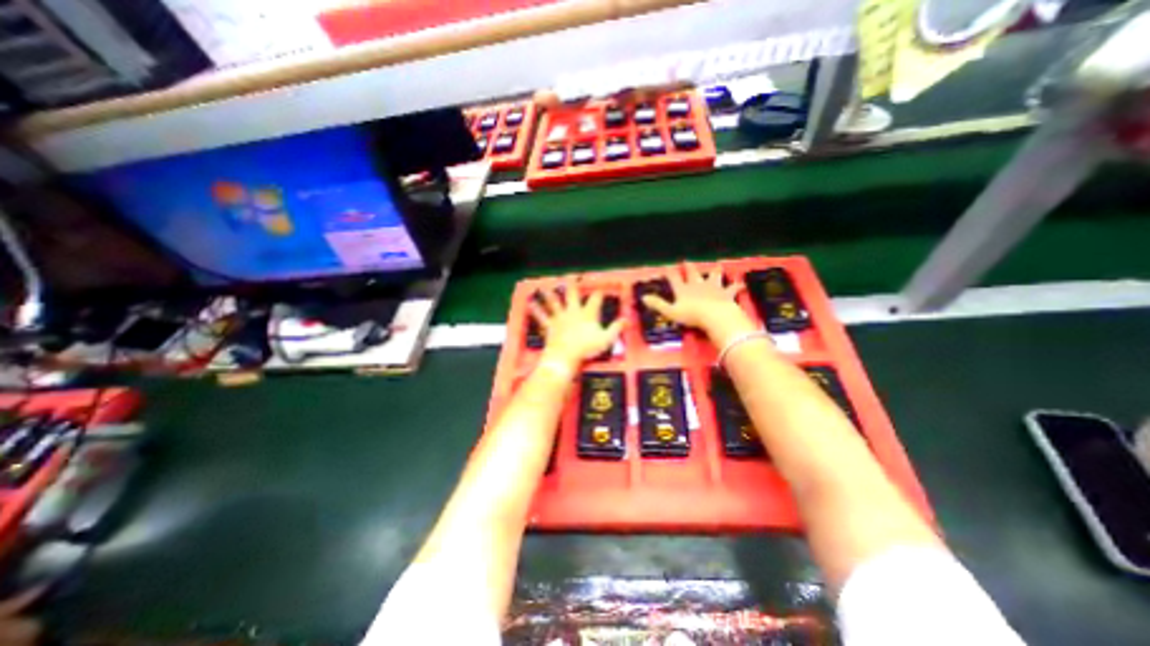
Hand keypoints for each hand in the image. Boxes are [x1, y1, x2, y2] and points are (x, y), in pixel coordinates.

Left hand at [527, 280, 619, 364]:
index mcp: (588, 313)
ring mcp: (560, 317)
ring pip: (554, 302)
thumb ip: (616, 328)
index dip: (599, 292)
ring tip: (544, 287)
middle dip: (573, 285)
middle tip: (571, 277)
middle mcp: (573, 311)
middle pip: (573, 295)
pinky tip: (530, 303)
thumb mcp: (607, 339)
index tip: (601, 288)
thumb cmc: (587, 348)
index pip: (595, 299)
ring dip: (549, 294)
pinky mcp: (550, 326)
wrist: (566, 356)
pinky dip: (536, 309)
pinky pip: (542, 316)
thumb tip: (626, 320)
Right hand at [639, 262, 756, 347]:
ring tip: (717, 265)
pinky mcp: (726, 293)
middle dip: (690, 267)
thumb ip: (657, 304)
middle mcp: (697, 285)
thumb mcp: (670, 312)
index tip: (667, 266)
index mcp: (683, 290)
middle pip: (693, 274)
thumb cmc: (691, 315)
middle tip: (688, 261)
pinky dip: (736, 286)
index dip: (670, 272)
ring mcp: (713, 288)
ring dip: (715, 271)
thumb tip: (643, 297)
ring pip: (713, 276)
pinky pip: (732, 288)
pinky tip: (741, 284)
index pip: (674, 278)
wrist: (715, 315)